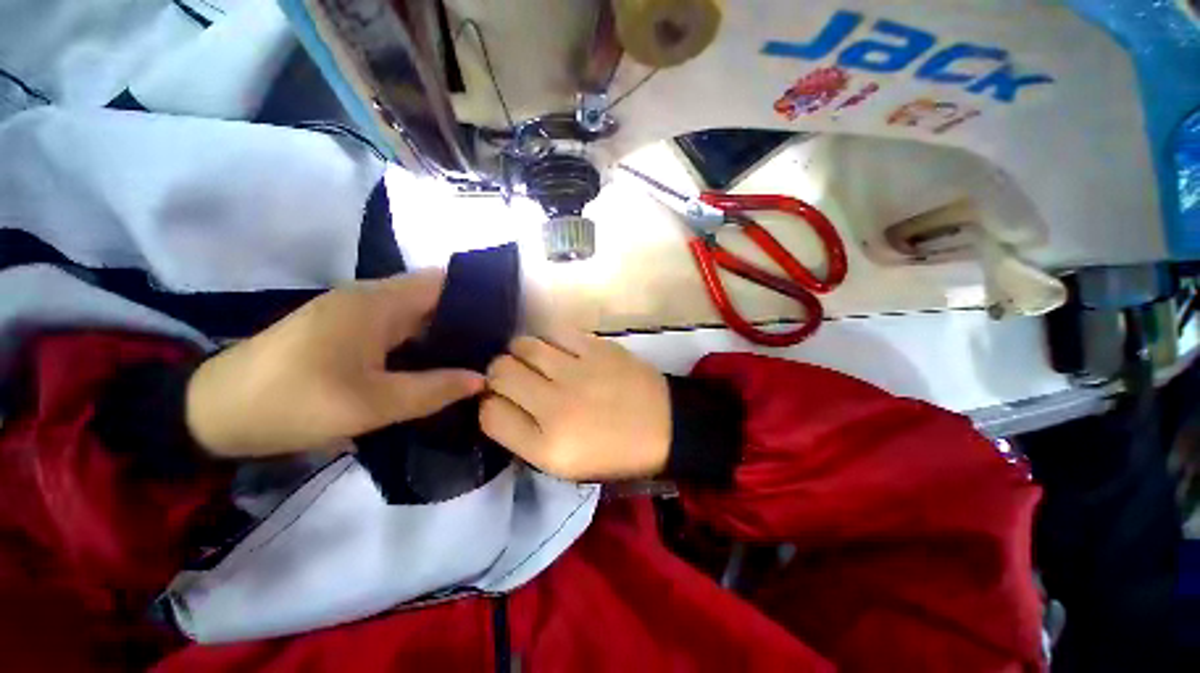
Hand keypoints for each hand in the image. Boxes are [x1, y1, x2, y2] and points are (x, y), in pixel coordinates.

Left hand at [186, 271, 484, 457]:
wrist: (213, 413)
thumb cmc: (292, 402)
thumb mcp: (370, 405)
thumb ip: (433, 390)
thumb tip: (482, 379)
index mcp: (377, 302)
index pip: (443, 282)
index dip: (477, 295)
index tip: (505, 320)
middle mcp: (370, 298)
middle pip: (433, 297)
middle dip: (467, 318)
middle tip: (498, 346)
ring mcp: (356, 313)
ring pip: (417, 315)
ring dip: (446, 332)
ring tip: (479, 355)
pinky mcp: (346, 330)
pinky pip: (398, 328)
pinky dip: (423, 342)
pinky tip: (438, 363)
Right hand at [480, 327, 670, 480]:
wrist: (666, 426)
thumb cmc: (614, 452)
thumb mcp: (563, 464)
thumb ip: (523, 436)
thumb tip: (497, 401)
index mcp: (547, 447)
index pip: (489, 414)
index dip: (490, 405)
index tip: (503, 403)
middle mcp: (556, 407)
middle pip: (499, 371)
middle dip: (500, 374)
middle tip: (519, 379)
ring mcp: (578, 371)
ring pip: (522, 345)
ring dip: (522, 353)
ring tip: (538, 362)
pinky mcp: (597, 348)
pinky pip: (554, 331)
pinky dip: (549, 340)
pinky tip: (560, 351)